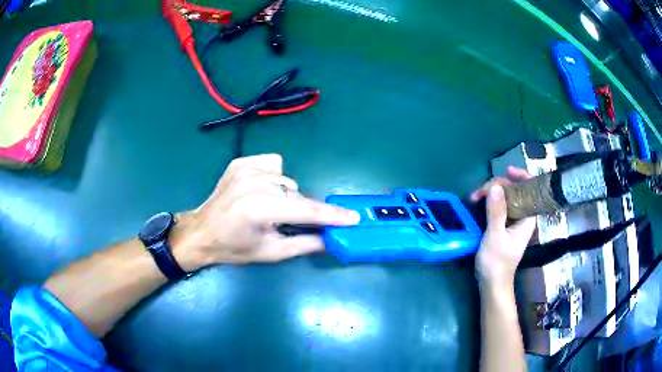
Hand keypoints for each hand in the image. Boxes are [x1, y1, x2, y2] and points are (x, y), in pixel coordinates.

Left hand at [170, 154, 359, 269]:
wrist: (202, 232)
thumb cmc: (234, 248)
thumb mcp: (271, 252)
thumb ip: (306, 244)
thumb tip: (332, 239)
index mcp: (260, 208)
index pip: (306, 210)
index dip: (332, 216)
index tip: (353, 218)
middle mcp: (254, 182)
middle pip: (297, 193)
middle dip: (300, 209)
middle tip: (287, 222)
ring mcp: (246, 168)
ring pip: (286, 179)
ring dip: (286, 195)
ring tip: (268, 207)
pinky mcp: (241, 162)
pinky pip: (272, 164)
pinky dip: (274, 177)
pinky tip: (260, 190)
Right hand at [471, 167, 536, 285]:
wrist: (492, 284)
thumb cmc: (497, 263)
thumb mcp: (495, 237)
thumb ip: (496, 212)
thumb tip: (495, 187)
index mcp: (528, 217)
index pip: (530, 188)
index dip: (521, 175)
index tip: (506, 171)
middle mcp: (523, 216)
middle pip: (515, 190)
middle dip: (498, 186)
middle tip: (479, 192)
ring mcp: (514, 220)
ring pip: (506, 197)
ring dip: (491, 193)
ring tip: (474, 198)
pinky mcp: (505, 225)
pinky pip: (500, 206)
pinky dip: (489, 202)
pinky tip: (478, 203)